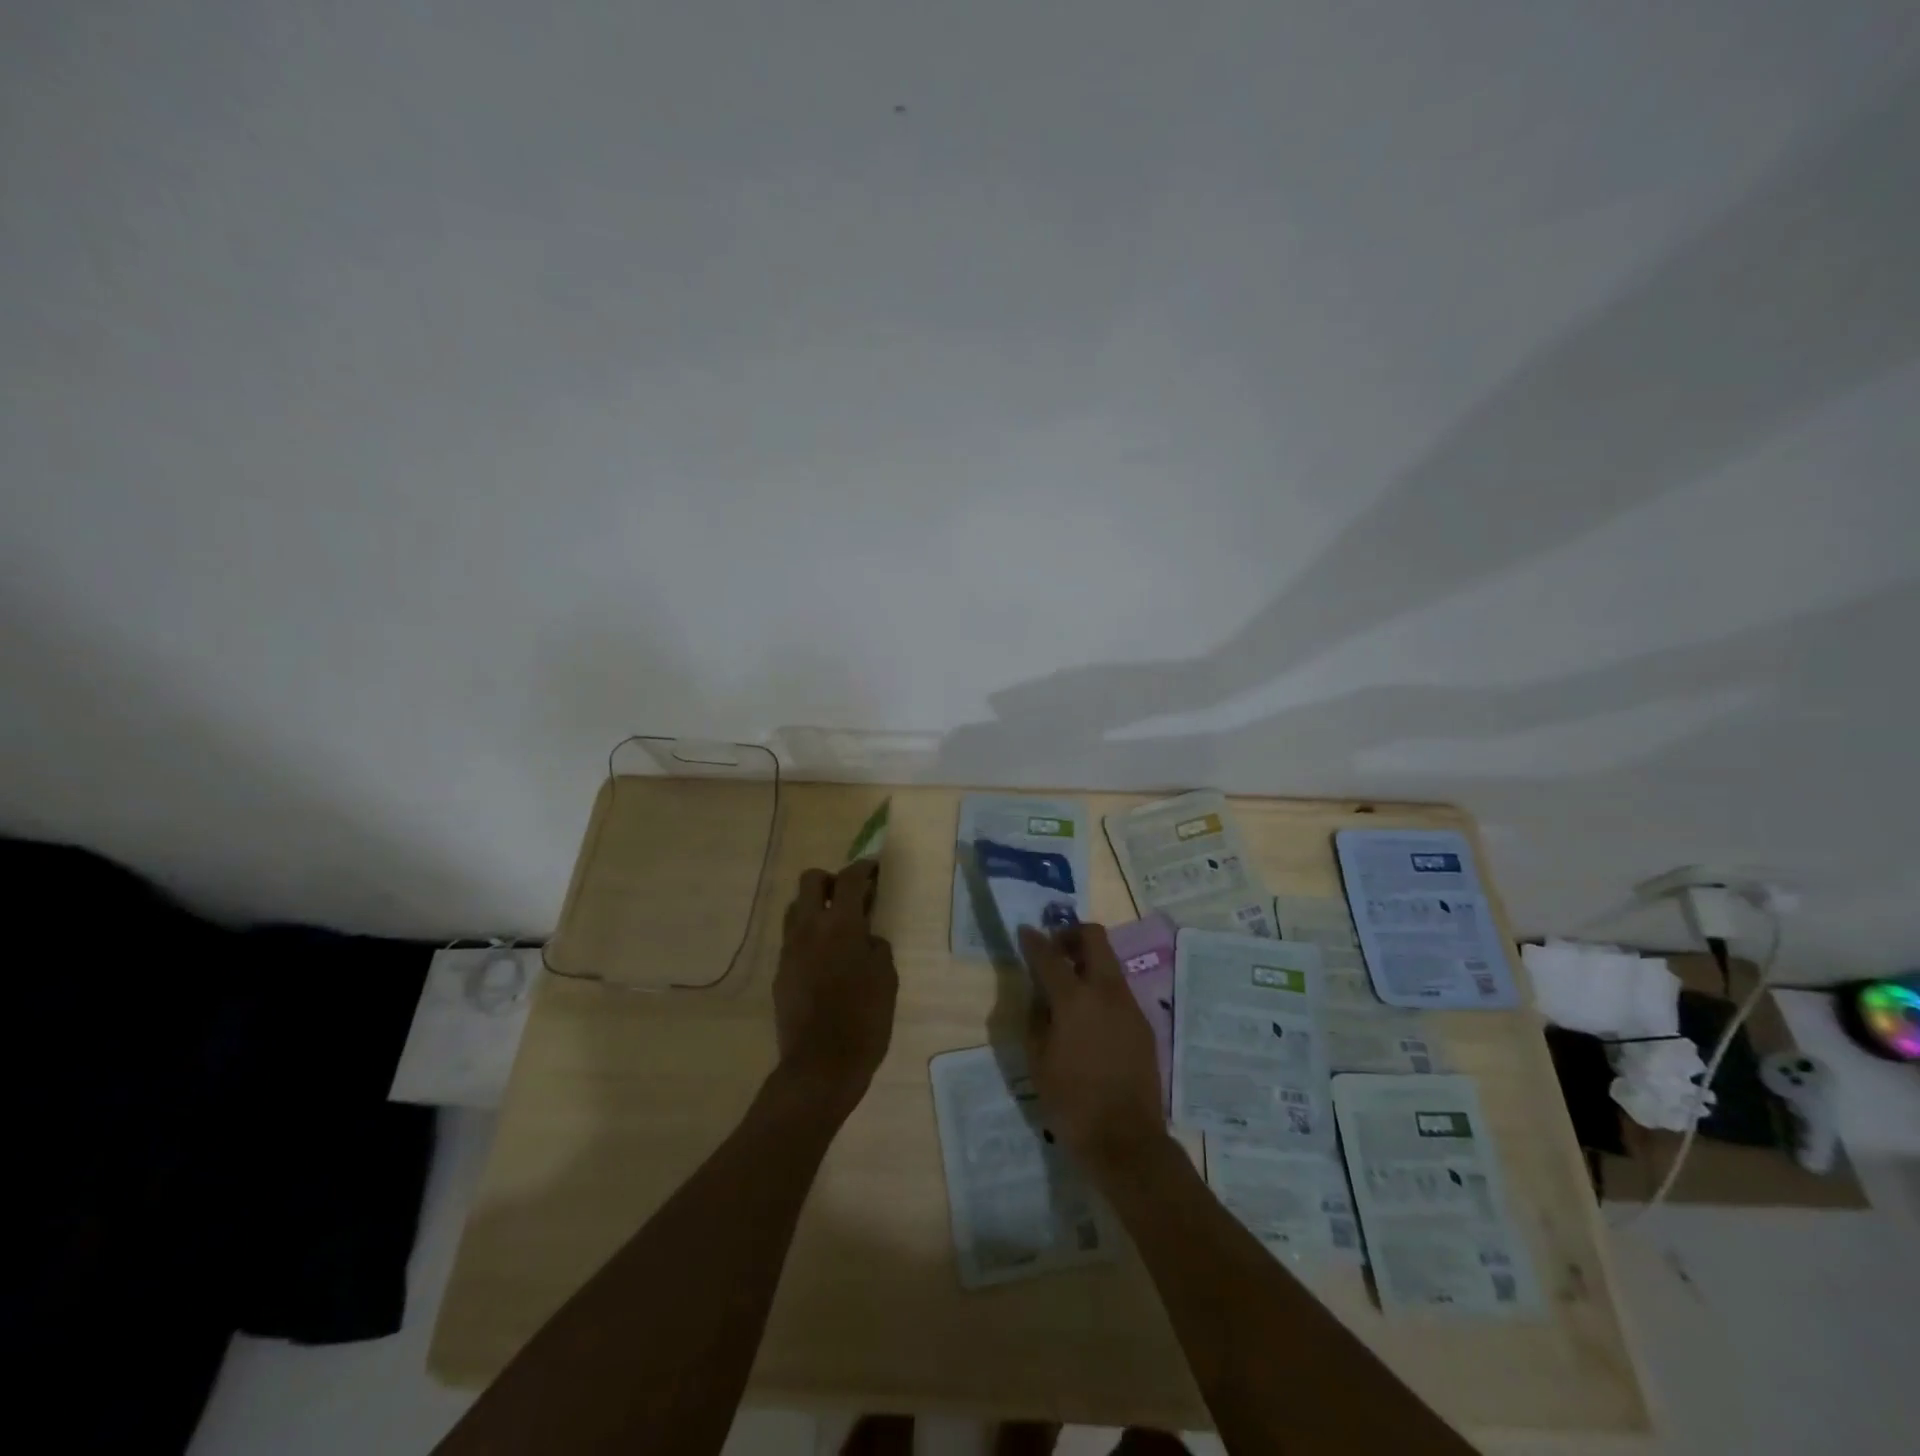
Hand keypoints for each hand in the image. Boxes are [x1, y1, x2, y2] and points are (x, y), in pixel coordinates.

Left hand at [772, 859, 897, 1116]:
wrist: (820, 1066)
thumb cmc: (864, 1020)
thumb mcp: (886, 979)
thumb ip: (877, 947)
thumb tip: (866, 938)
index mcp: (840, 924)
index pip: (849, 879)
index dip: (864, 867)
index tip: (874, 868)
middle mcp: (809, 928)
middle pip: (811, 881)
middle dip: (831, 880)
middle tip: (851, 896)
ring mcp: (789, 950)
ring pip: (795, 908)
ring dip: (815, 907)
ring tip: (837, 927)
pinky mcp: (780, 972)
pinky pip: (792, 939)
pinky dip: (808, 937)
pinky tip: (825, 960)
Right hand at [1019, 923, 1166, 1176]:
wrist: (1126, 1140)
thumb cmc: (1071, 1102)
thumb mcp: (1038, 1060)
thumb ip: (1037, 1018)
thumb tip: (1041, 995)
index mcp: (1075, 999)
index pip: (1049, 955)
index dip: (1034, 941)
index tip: (1025, 931)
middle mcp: (1106, 992)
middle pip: (1094, 938)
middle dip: (1071, 935)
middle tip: (1054, 951)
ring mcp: (1129, 1006)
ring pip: (1109, 963)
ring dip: (1088, 962)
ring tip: (1069, 986)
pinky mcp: (1143, 1024)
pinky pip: (1119, 991)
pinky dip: (1101, 988)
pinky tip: (1089, 1017)